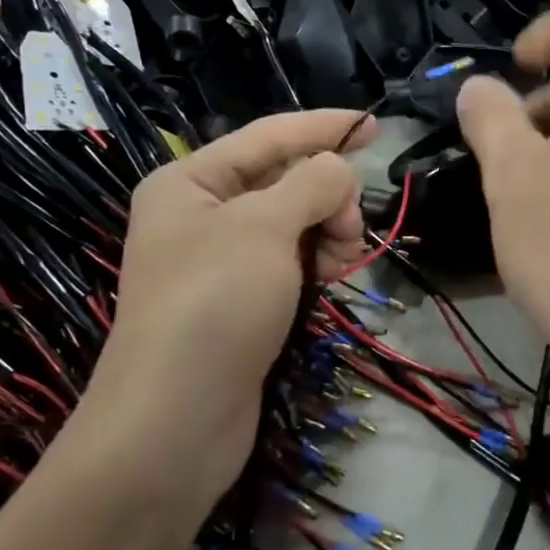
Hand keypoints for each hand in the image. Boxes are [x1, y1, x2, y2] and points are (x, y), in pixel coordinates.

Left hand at [70, 110, 374, 518]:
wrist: (174, 423)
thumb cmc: (214, 304)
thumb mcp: (265, 227)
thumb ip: (311, 183)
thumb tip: (338, 169)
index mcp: (191, 181)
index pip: (269, 135)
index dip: (324, 126)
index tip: (375, 126)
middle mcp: (201, 214)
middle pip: (284, 180)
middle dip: (327, 195)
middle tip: (350, 229)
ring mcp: (219, 261)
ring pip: (293, 222)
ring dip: (326, 232)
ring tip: (341, 263)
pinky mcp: (239, 300)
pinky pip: (289, 260)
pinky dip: (315, 263)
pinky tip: (330, 281)